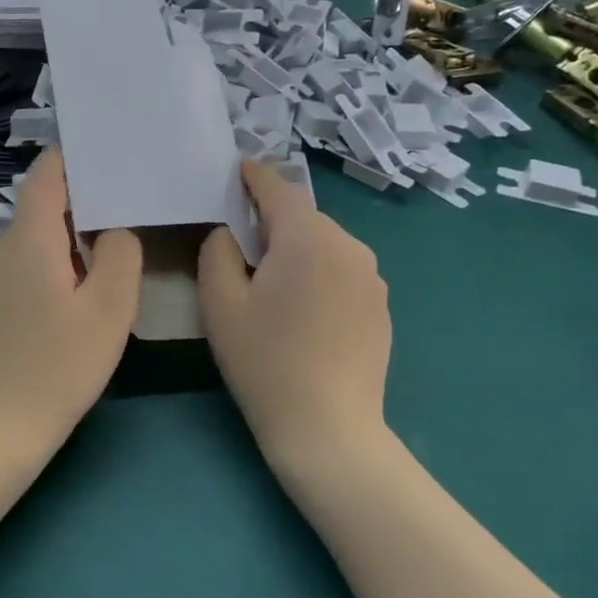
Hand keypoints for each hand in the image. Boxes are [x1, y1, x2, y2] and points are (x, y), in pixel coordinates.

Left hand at [0, 150, 143, 461]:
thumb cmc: (59, 365)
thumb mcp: (109, 308)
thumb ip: (121, 254)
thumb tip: (115, 230)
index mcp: (29, 239)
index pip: (46, 174)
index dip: (75, 157)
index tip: (111, 154)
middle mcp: (3, 248)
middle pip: (43, 205)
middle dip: (85, 199)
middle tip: (131, 202)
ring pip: (37, 238)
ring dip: (73, 236)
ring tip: (116, 243)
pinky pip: (29, 264)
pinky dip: (58, 262)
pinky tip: (83, 287)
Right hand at [197, 162, 391, 489]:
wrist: (328, 427)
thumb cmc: (264, 363)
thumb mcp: (220, 304)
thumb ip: (217, 251)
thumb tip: (230, 232)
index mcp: (307, 239)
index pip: (278, 189)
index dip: (254, 176)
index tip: (237, 169)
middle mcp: (349, 246)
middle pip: (303, 217)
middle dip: (273, 219)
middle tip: (242, 242)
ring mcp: (372, 277)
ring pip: (325, 243)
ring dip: (298, 248)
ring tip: (273, 280)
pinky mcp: (381, 304)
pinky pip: (343, 270)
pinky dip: (320, 272)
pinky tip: (304, 310)